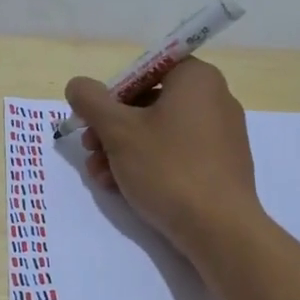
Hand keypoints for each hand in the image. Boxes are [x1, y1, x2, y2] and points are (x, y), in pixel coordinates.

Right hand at [66, 59, 264, 258]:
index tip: (92, 119)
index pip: (145, 70)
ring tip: (100, 176)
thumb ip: (91, 101)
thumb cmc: (168, 168)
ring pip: (159, 132)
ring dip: (122, 150)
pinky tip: (122, 188)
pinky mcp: (221, 165)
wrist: (219, 228)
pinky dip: (148, 165)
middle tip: (89, 149)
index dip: (112, 93)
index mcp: (196, 78)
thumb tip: (78, 85)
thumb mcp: (118, 131)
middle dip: (112, 128)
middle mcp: (215, 98)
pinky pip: (177, 154)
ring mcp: (221, 134)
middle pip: (149, 103)